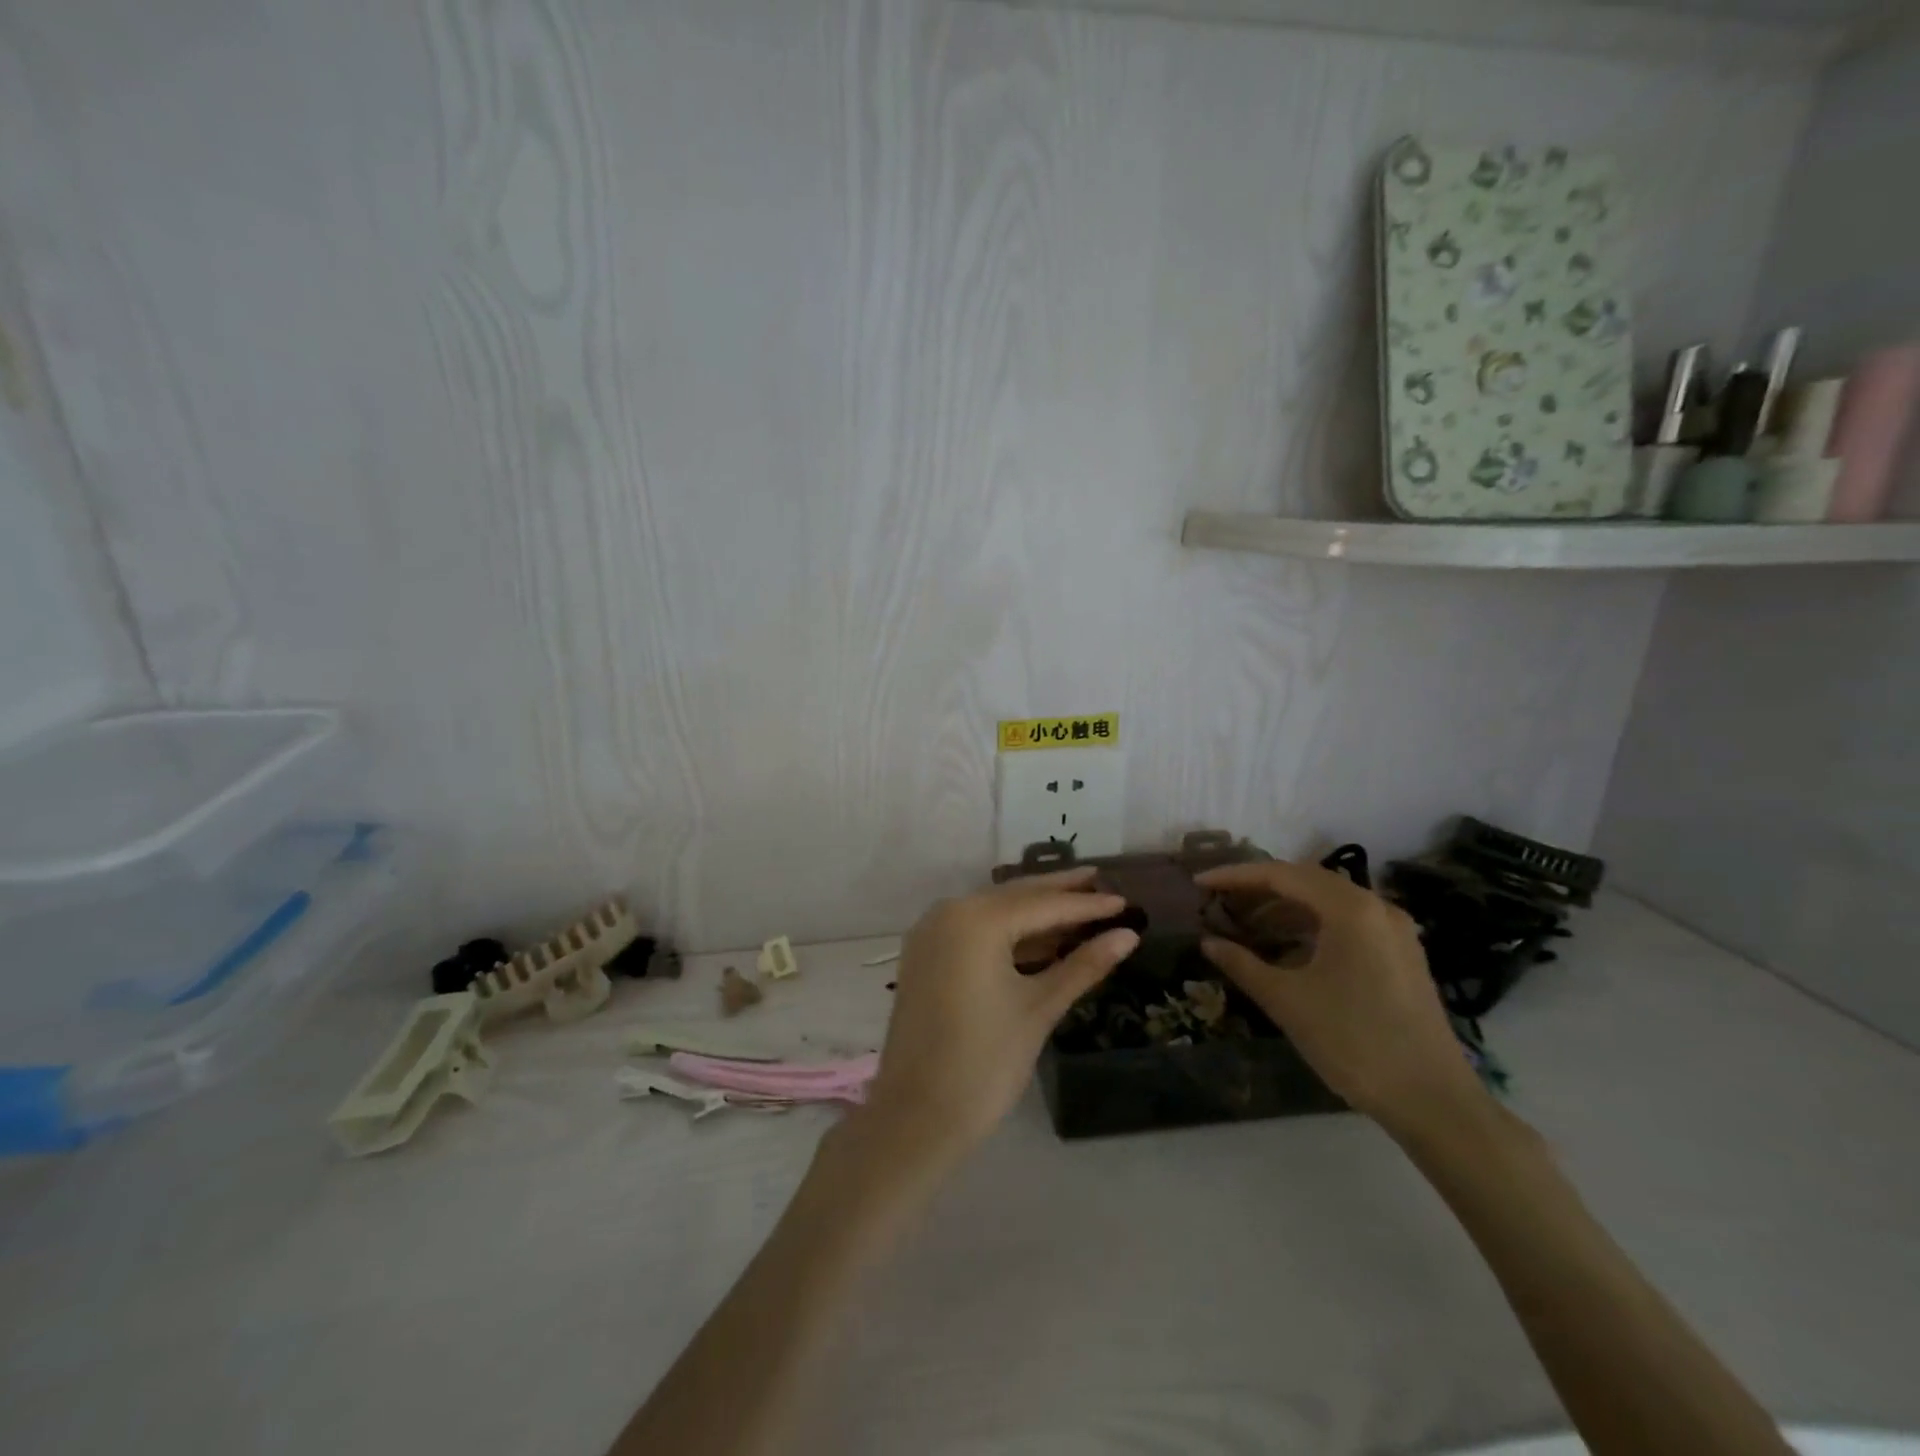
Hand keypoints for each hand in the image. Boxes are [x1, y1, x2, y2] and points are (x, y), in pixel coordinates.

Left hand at [864, 869, 1139, 1161]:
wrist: (916, 1116)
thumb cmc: (985, 1063)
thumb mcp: (1040, 1008)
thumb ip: (1083, 965)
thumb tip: (1127, 935)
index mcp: (976, 919)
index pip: (1043, 905)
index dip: (1087, 905)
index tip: (1125, 901)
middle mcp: (948, 912)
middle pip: (1015, 896)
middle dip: (1058, 891)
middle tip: (1099, 880)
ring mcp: (931, 932)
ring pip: (993, 911)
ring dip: (1034, 911)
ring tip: (1079, 907)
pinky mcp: (925, 955)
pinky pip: (974, 930)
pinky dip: (1008, 932)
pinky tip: (1040, 938)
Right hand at [1196, 860, 1484, 1134]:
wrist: (1432, 1101)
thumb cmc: (1353, 1042)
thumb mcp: (1287, 1001)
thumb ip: (1242, 964)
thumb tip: (1208, 942)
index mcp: (1350, 909)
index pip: (1281, 875)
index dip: (1235, 876)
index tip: (1199, 883)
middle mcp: (1376, 907)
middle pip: (1306, 882)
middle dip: (1259, 889)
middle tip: (1219, 902)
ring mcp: (1393, 931)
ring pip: (1327, 903)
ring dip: (1284, 909)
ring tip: (1245, 926)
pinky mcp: (1400, 954)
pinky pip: (1346, 923)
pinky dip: (1310, 927)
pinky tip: (1285, 949)